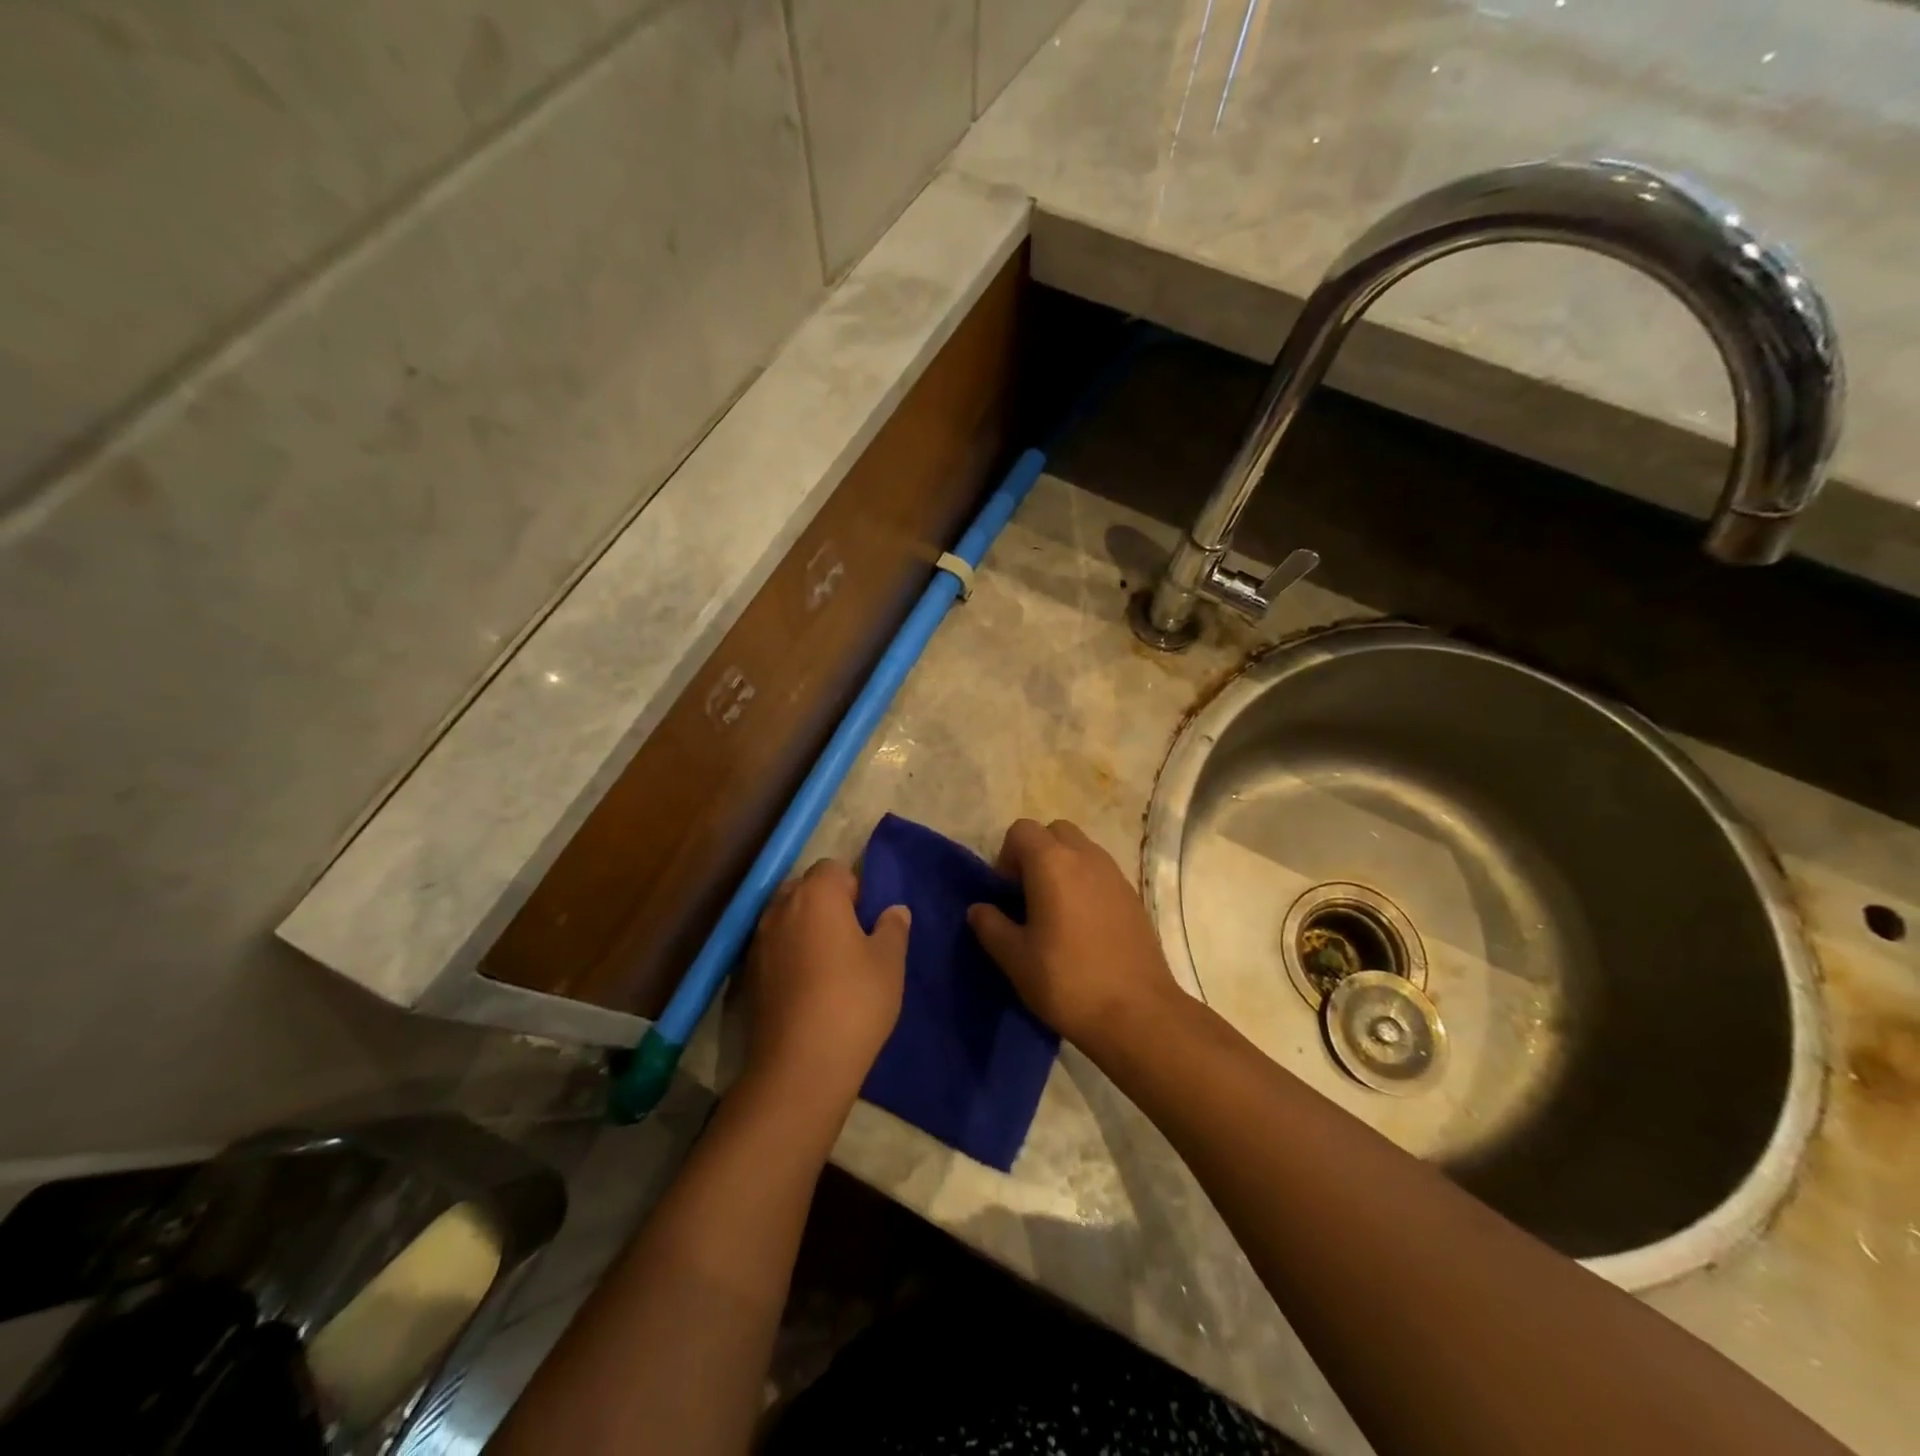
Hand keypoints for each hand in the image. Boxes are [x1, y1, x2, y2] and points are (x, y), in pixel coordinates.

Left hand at [741, 859, 909, 1106]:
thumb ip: (893, 928)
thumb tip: (894, 910)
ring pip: (785, 919)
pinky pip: (773, 948)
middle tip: (850, 938)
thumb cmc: (854, 1001)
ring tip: (829, 964)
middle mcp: (781, 908)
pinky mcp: (747, 975)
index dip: (852, 888)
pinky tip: (807, 987)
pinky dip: (788, 956)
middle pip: (804, 889)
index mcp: (817, 895)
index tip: (866, 918)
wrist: (800, 1065)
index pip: (832, 868)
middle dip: (825, 904)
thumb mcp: (889, 962)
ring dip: (804, 930)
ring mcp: (758, 941)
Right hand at [966, 819, 1181, 1053]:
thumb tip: (980, 909)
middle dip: (1036, 854)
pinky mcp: (1133, 896)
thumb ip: (991, 926)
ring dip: (1062, 867)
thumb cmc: (1067, 982)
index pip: (1021, 830)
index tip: (1006, 895)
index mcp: (1053, 864)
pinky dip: (1085, 884)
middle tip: (1029, 897)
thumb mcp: (1015, 959)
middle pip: (1054, 832)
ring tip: (1055, 913)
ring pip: (1081, 849)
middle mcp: (1086, 857)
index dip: (1006, 856)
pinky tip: (1083, 927)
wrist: (1137, 1013)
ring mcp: (1115, 874)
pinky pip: (1101, 872)